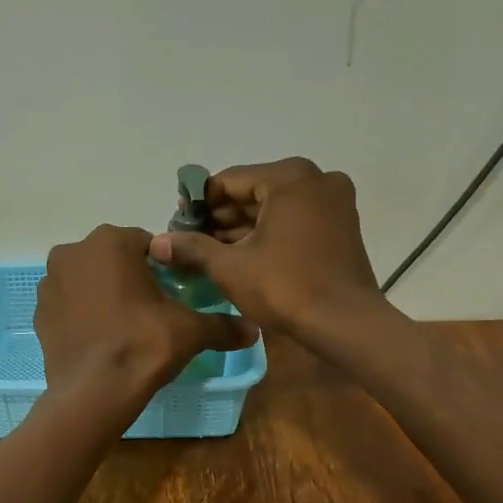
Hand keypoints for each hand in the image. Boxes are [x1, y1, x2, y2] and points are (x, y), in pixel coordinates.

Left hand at [36, 225, 257, 406]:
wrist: (93, 391)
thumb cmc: (143, 345)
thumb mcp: (190, 331)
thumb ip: (222, 325)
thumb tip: (254, 330)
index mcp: (111, 241)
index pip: (147, 244)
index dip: (163, 267)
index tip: (172, 292)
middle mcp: (73, 251)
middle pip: (113, 258)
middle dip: (130, 277)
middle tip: (151, 310)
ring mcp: (50, 282)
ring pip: (88, 279)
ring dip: (103, 292)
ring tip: (124, 325)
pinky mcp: (39, 312)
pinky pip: (69, 303)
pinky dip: (83, 313)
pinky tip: (100, 337)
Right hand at [147, 159, 384, 340]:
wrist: (345, 324)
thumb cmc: (285, 286)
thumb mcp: (230, 267)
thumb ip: (192, 247)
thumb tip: (157, 242)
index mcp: (290, 177)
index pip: (229, 181)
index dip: (198, 202)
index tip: (177, 223)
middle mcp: (316, 179)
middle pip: (253, 192)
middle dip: (220, 216)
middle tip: (190, 240)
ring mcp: (334, 202)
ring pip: (274, 208)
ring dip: (242, 227)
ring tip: (209, 251)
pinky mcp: (341, 226)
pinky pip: (294, 220)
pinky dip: (268, 234)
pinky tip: (240, 255)